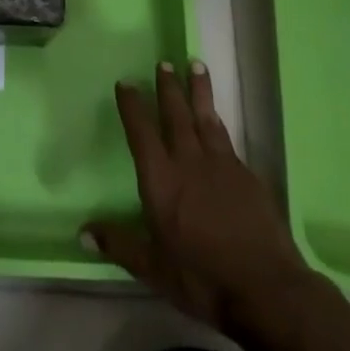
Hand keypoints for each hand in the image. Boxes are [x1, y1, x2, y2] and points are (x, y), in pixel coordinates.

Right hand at [84, 61, 312, 337]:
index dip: (133, 106)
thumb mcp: (154, 269)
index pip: (142, 133)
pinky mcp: (247, 175)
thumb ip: (119, 245)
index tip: (126, 83)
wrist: (266, 288)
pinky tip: (217, 118)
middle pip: (176, 115)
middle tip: (163, 62)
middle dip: (168, 87)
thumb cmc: (202, 279)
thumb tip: (82, 233)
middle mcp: (188, 162)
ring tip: (195, 64)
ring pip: (206, 117)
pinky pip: (227, 138)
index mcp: (161, 180)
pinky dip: (218, 120)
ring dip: (198, 90)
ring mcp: (221, 165)